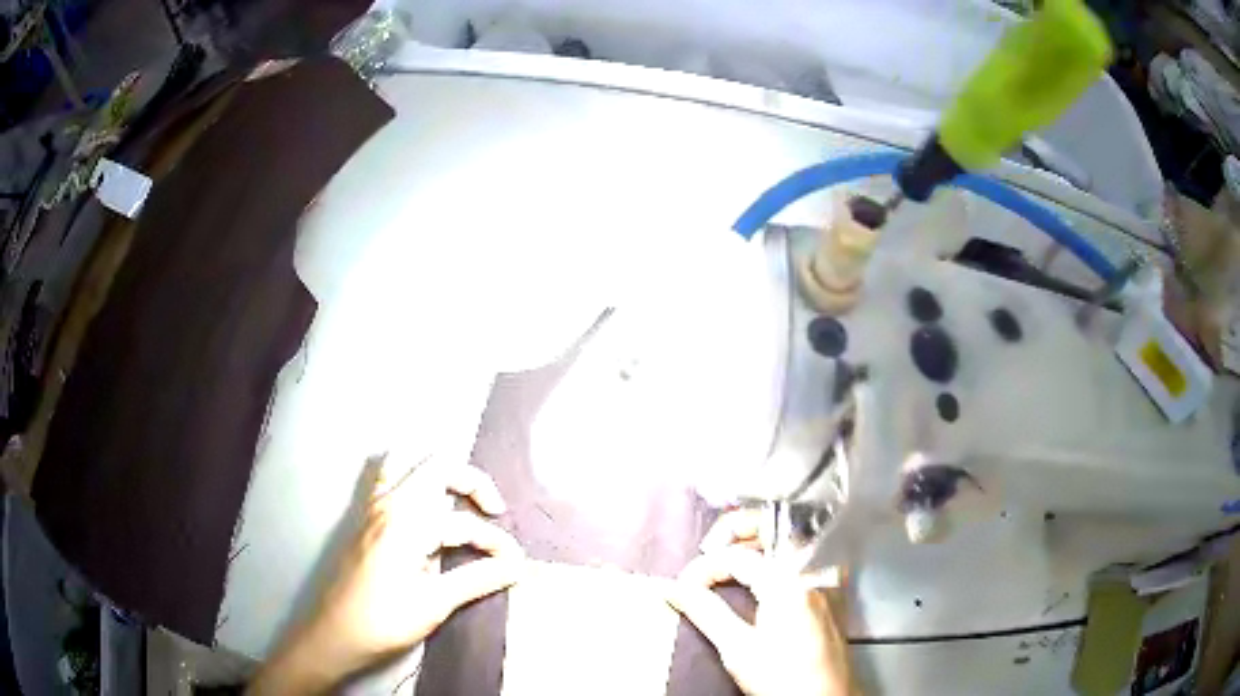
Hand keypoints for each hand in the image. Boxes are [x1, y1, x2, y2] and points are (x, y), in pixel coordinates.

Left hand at [250, 456, 524, 693]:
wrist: (336, 632)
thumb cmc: (385, 621)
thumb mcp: (435, 603)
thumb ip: (478, 579)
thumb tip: (518, 566)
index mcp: (408, 523)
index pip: (465, 523)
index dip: (496, 544)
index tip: (515, 566)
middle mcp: (390, 503)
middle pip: (439, 467)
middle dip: (473, 484)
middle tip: (494, 513)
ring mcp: (375, 506)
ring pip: (410, 462)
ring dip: (440, 473)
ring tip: (462, 500)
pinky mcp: (367, 517)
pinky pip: (389, 476)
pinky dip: (412, 476)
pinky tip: (425, 502)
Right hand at [667, 511, 850, 695]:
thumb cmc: (782, 676)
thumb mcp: (738, 648)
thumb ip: (705, 612)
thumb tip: (671, 588)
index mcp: (788, 580)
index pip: (738, 556)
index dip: (704, 567)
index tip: (682, 587)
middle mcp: (811, 571)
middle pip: (774, 527)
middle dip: (737, 529)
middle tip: (709, 546)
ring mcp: (823, 582)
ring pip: (788, 542)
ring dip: (755, 542)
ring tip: (727, 559)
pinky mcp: (826, 597)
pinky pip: (799, 561)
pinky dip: (772, 560)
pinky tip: (756, 579)